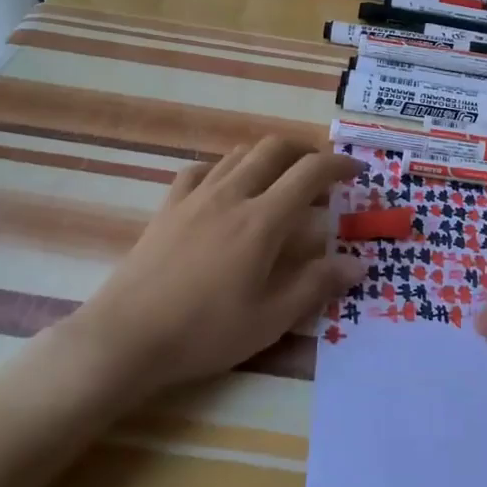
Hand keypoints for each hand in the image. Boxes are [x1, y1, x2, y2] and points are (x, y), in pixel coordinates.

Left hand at [60, 138, 365, 401]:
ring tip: (280, 178)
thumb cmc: (205, 332)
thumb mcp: (270, 319)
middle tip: (321, 172)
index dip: (338, 164)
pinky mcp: (168, 208)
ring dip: (267, 155)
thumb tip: (358, 264)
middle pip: (274, 149)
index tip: (356, 171)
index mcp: (262, 221)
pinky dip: (225, 168)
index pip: (310, 173)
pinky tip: (226, 186)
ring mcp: (195, 198)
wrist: (128, 337)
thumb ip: (316, 285)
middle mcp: (231, 196)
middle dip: (305, 150)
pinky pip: (201, 170)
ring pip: (238, 154)